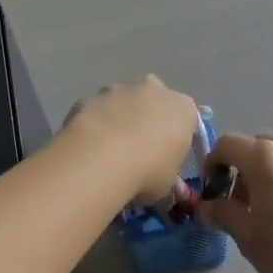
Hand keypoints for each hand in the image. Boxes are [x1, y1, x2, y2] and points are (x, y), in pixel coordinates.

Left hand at [62, 77, 202, 209]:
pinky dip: (93, 125)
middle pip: (153, 103)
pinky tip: (87, 149)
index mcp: (183, 108)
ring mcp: (119, 89)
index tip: (165, 158)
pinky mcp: (89, 96)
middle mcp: (154, 90)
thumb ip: (167, 175)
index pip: (185, 120)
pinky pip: (95, 111)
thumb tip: (158, 180)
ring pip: (121, 103)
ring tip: (107, 153)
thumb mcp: (168, 184)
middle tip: (137, 152)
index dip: (174, 140)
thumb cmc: (147, 172)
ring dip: (118, 120)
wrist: (101, 160)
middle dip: (146, 120)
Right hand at [196, 132, 272, 272]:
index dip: (211, 164)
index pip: (226, 144)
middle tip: (234, 203)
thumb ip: (222, 213)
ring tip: (261, 209)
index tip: (210, 192)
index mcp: (265, 157)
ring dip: (262, 172)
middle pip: (253, 145)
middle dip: (238, 167)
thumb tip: (205, 206)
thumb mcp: (247, 237)